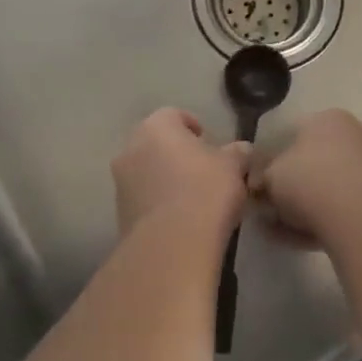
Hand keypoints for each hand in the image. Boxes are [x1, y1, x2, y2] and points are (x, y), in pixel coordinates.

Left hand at [112, 109, 251, 237]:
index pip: (173, 115)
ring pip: (145, 171)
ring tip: (190, 198)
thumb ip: (238, 153)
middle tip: (201, 169)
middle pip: (155, 143)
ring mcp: (120, 182)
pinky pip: (141, 198)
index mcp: (156, 127)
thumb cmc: (205, 191)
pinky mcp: (119, 213)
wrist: (171, 245)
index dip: (192, 126)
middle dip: (176, 153)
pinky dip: (156, 202)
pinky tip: (177, 219)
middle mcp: (131, 148)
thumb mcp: (233, 167)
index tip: (208, 143)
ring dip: (163, 178)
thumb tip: (242, 149)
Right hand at [252, 109, 361, 242]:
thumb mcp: (269, 174)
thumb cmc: (307, 179)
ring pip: (329, 187)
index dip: (272, 160)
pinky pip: (343, 207)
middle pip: (314, 162)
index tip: (260, 184)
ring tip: (279, 229)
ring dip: (304, 206)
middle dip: (291, 186)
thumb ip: (261, 176)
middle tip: (269, 208)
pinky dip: (322, 220)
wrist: (357, 216)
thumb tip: (257, 184)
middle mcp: (356, 135)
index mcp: (329, 118)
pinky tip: (298, 239)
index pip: (294, 134)